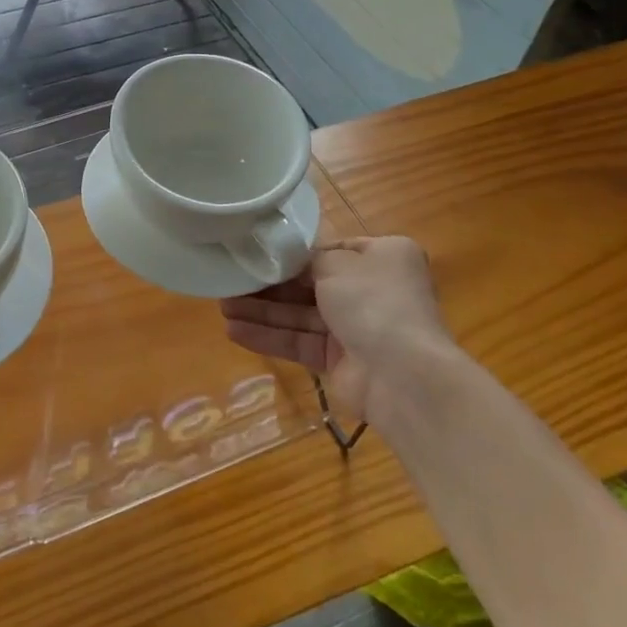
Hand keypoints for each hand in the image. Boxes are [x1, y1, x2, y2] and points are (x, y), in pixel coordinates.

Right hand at [221, 236, 451, 422]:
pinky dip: (269, 337)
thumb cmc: (374, 302)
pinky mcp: (340, 361)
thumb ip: (305, 260)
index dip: (292, 254)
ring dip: (262, 311)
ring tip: (223, 307)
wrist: (404, 376)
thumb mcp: (336, 263)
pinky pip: (299, 342)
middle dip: (269, 285)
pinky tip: (234, 331)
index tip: (255, 253)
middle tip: (229, 281)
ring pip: (300, 315)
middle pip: (309, 284)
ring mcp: (356, 328)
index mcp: (381, 258)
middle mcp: (371, 291)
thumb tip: (285, 263)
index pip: (329, 250)